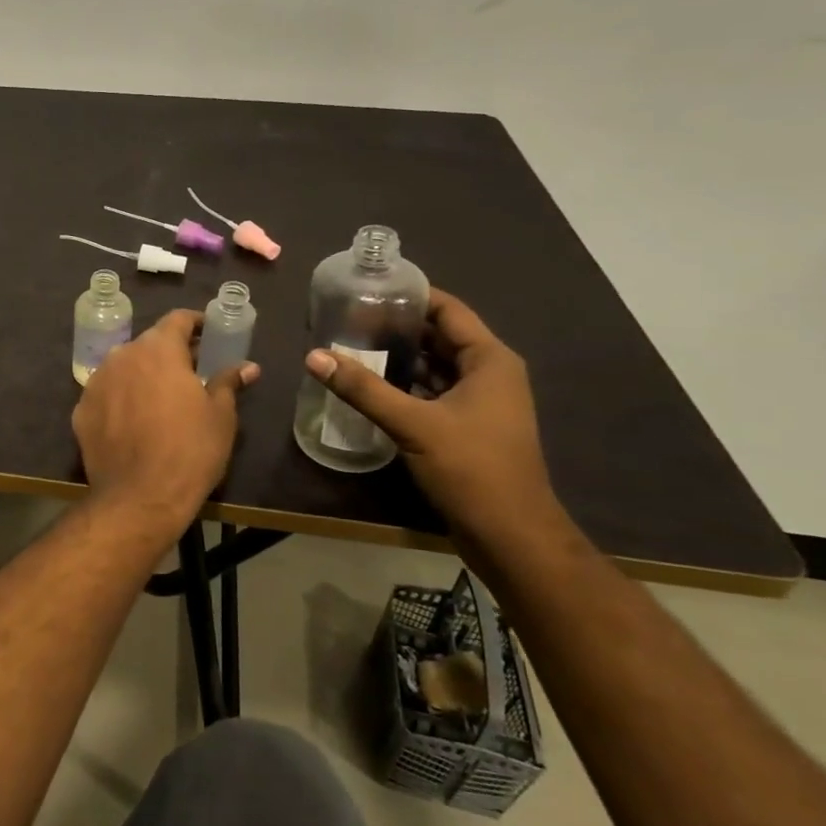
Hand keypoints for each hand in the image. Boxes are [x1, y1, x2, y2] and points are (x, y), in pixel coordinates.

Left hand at [73, 310, 257, 529]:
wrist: (139, 497)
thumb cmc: (190, 451)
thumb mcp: (220, 416)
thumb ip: (228, 382)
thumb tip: (247, 367)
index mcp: (158, 349)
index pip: (177, 319)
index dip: (196, 323)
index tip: (210, 334)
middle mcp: (122, 355)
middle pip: (149, 343)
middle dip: (171, 352)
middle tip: (192, 371)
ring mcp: (96, 382)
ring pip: (124, 367)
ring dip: (143, 374)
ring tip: (162, 398)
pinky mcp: (81, 409)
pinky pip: (107, 394)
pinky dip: (121, 399)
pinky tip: (134, 421)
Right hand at [304, 289, 563, 542]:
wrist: (511, 537)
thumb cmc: (472, 469)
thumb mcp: (413, 424)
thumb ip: (363, 389)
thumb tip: (314, 356)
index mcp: (489, 361)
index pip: (448, 310)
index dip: (411, 296)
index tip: (368, 288)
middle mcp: (490, 374)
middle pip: (439, 336)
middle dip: (397, 327)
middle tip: (349, 318)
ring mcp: (481, 402)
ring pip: (435, 366)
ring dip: (399, 357)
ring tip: (352, 346)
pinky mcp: (468, 427)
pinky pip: (433, 392)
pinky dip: (405, 385)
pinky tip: (370, 386)